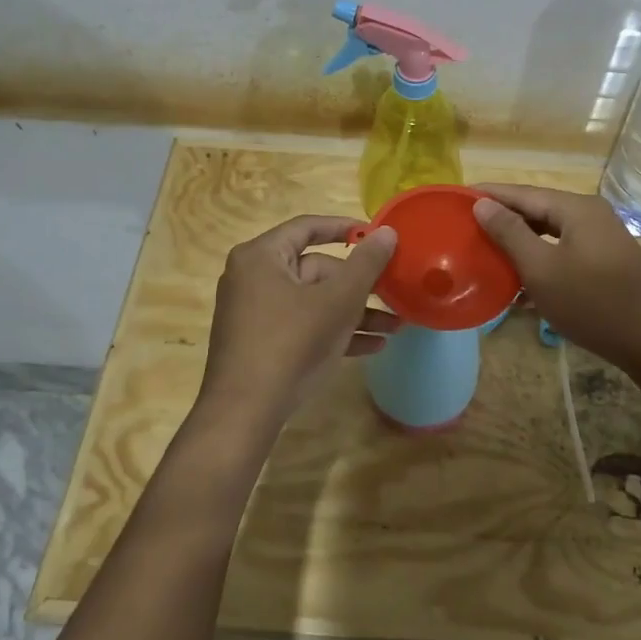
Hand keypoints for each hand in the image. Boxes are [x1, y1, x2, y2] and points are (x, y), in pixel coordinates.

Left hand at [198, 215, 399, 427]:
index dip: (345, 228)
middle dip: (359, 286)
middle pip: (315, 269)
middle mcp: (253, 278)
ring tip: (395, 327)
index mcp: (262, 256)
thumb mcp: (338, 301)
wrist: (245, 412)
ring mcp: (255, 312)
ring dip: (355, 313)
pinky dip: (334, 331)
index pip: (307, 228)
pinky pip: (304, 325)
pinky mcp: (261, 342)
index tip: (377, 235)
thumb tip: (387, 232)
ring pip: (314, 301)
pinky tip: (373, 347)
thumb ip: (366, 264)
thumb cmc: (292, 343)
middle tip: (394, 294)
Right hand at [472, 184, 640, 372]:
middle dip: (503, 219)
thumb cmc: (593, 303)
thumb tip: (482, 204)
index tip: (456, 196)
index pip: (523, 193)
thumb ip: (510, 233)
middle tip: (467, 227)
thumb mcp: (542, 269)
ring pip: (551, 234)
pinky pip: (564, 252)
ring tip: (487, 253)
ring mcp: (603, 239)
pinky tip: (519, 284)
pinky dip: (541, 261)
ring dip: (520, 244)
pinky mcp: (607, 263)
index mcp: (577, 208)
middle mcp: (592, 215)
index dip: (489, 195)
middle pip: (538, 210)